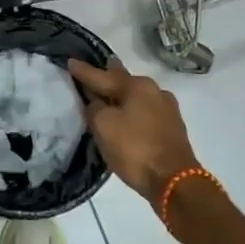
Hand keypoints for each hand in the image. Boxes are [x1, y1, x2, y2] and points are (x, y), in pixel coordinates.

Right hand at [68, 58, 198, 205]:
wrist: (174, 181)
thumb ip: (94, 108)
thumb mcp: (103, 126)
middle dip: (107, 76)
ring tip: (107, 94)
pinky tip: (126, 115)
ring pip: (136, 97)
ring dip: (120, 96)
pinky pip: (145, 112)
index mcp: (138, 85)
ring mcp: (167, 109)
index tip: (70, 61)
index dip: (84, 71)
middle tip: (94, 70)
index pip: (103, 75)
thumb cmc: (135, 149)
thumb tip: (97, 103)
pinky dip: (132, 111)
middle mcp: (155, 91)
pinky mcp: (172, 128)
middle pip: (123, 81)